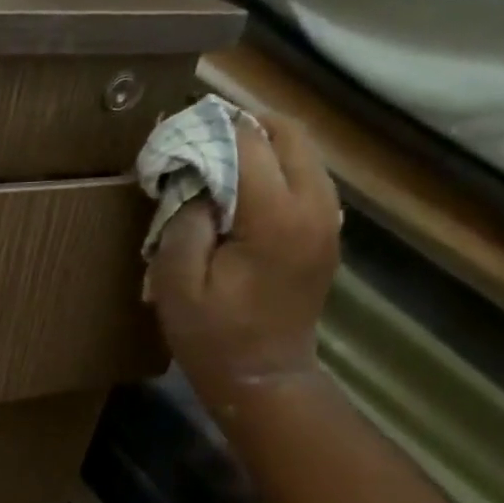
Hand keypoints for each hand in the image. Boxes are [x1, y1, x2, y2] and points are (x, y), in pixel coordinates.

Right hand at [144, 111, 341, 417]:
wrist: (264, 379)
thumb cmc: (213, 338)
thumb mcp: (177, 285)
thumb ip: (183, 223)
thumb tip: (194, 182)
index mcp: (276, 218)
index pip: (248, 142)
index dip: (209, 127)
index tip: (174, 129)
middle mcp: (315, 207)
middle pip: (290, 133)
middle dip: (244, 123)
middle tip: (199, 133)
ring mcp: (329, 220)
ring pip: (304, 151)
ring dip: (262, 142)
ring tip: (218, 154)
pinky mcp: (327, 233)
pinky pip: (307, 177)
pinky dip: (276, 166)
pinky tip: (242, 186)